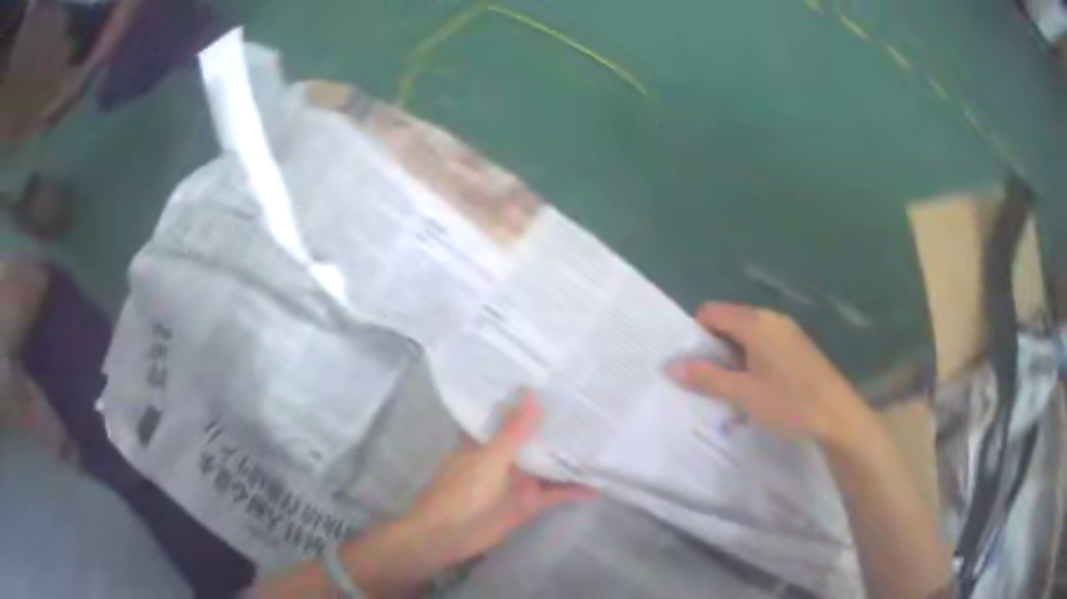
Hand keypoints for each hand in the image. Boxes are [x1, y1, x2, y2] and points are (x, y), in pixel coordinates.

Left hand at [338, 392, 595, 595]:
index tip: (562, 379)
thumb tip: (531, 393)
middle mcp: (506, 455)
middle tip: (597, 407)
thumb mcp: (489, 459)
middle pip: (537, 438)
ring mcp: (519, 479)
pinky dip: (574, 490)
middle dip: (560, 427)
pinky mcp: (528, 502)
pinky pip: (555, 493)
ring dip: (571, 458)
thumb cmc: (461, 492)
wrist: (447, 536)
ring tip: (606, 441)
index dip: (533, 398)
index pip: (513, 411)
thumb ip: (513, 432)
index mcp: (490, 438)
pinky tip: (598, 486)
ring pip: (550, 464)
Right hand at [670, 303, 870, 443]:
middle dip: (714, 349)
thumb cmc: (789, 403)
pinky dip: (752, 362)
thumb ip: (707, 378)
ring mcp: (787, 332)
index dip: (695, 335)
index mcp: (755, 323)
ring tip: (732, 391)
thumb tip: (670, 366)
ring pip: (747, 336)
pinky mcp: (798, 347)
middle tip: (709, 383)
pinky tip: (757, 390)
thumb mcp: (744, 394)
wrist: (838, 416)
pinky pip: (764, 345)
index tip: (692, 365)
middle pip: (729, 322)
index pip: (711, 312)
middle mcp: (771, 318)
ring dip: (733, 359)